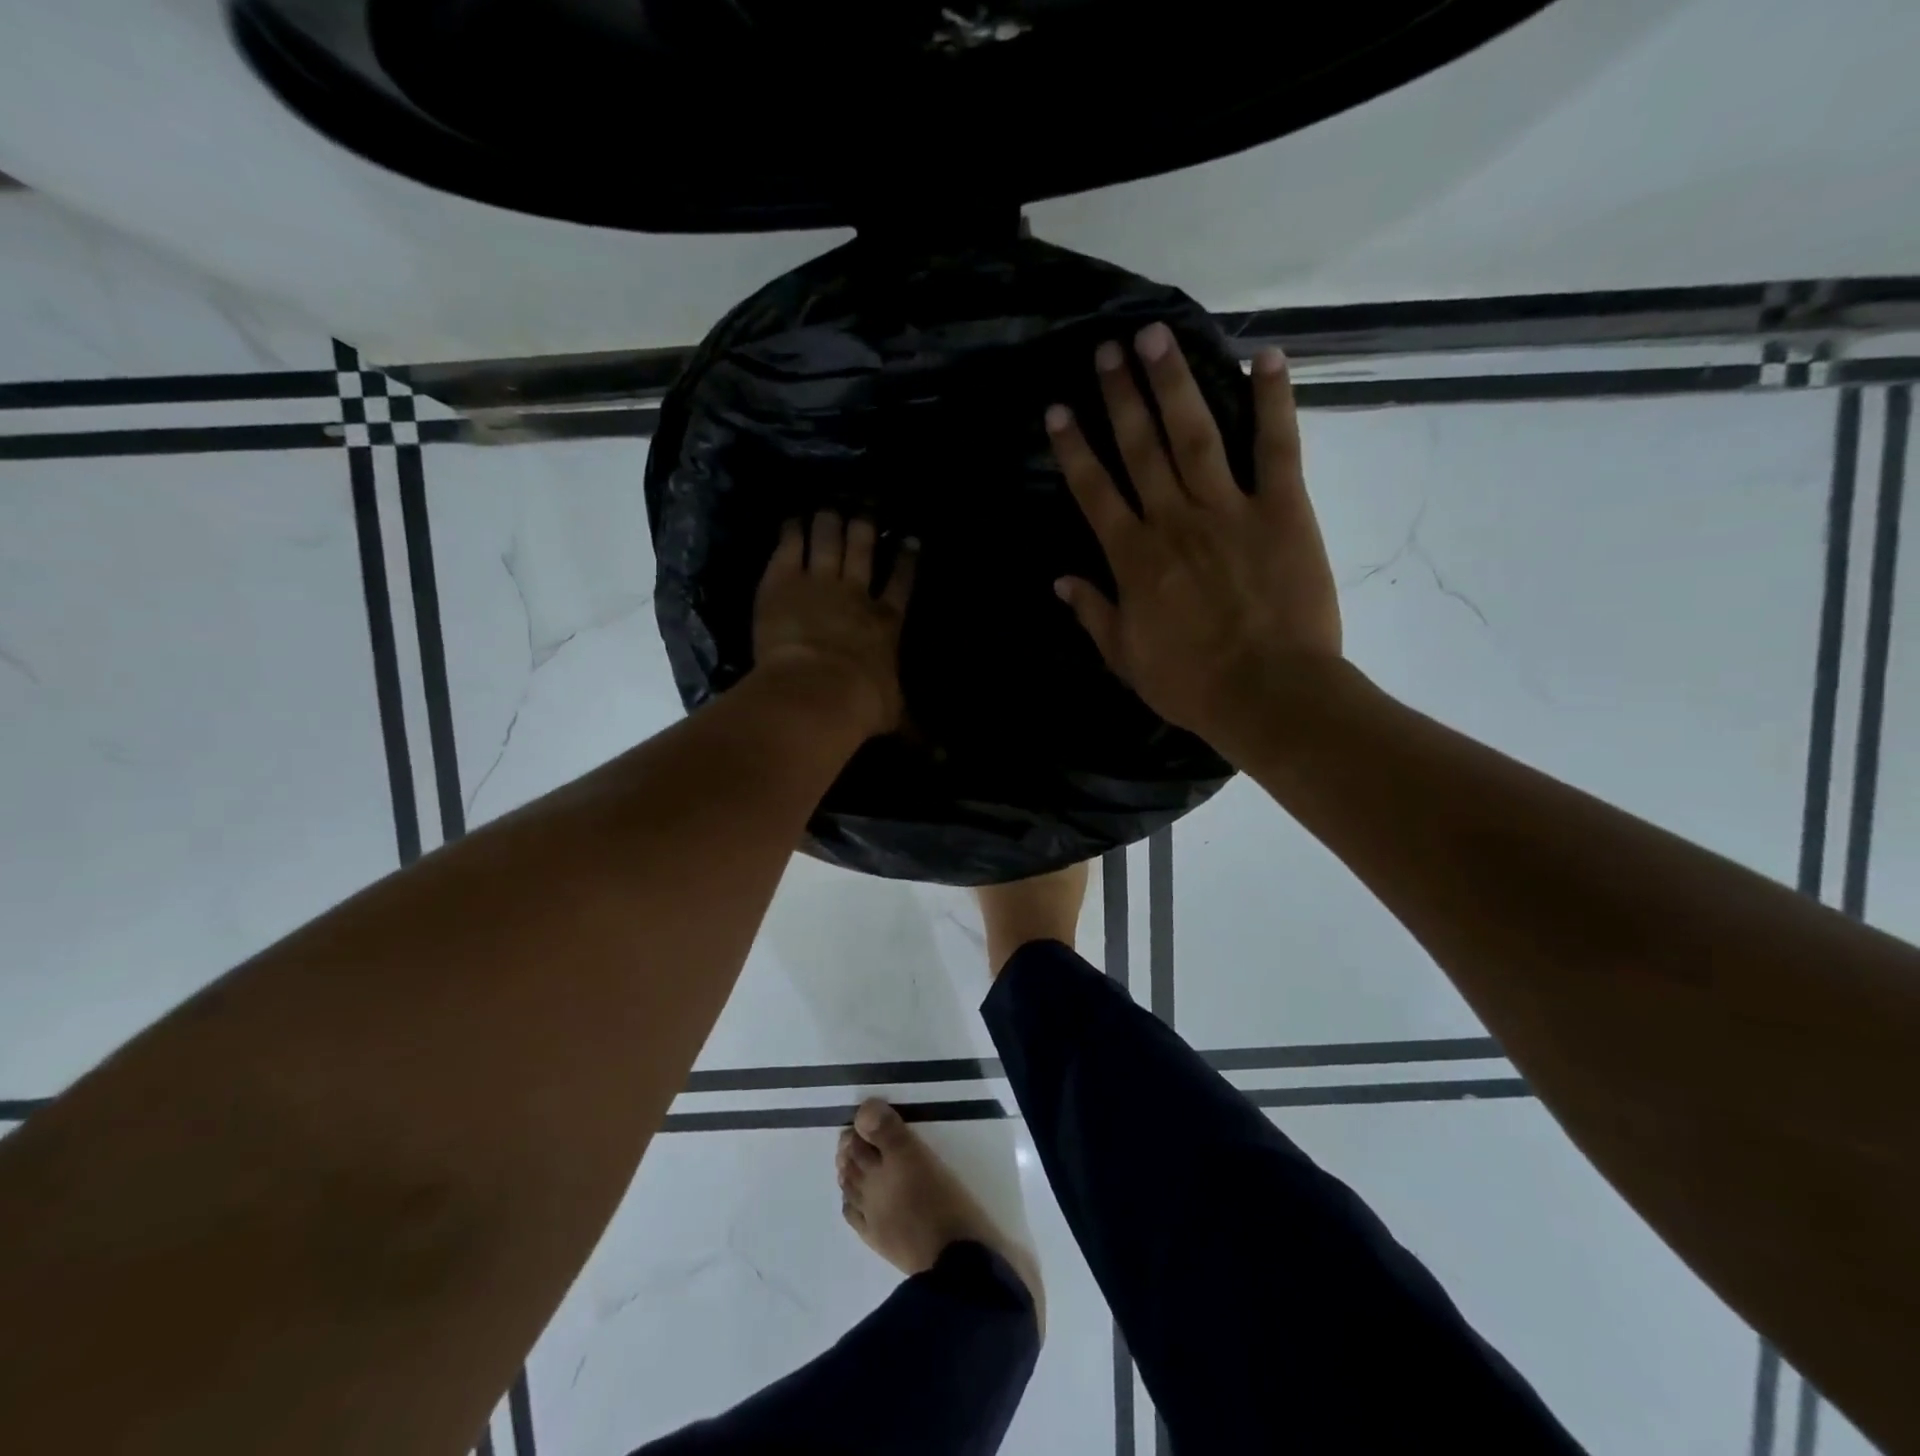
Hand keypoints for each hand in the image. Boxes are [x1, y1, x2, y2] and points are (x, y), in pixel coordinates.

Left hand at [752, 513, 917, 738]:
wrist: (817, 691)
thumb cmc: (861, 705)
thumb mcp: (894, 716)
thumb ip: (914, 727)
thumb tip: (940, 757)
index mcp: (886, 622)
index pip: (901, 582)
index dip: (906, 559)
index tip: (909, 539)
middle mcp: (856, 593)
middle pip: (862, 550)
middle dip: (864, 528)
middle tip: (863, 510)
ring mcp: (819, 582)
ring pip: (828, 539)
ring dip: (829, 521)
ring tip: (828, 507)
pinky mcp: (783, 581)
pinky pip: (789, 546)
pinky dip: (791, 531)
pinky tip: (792, 520)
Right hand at [1047, 322, 1340, 749]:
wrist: (1269, 694)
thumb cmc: (1191, 683)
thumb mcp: (1126, 657)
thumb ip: (1094, 612)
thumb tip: (1061, 580)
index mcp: (1133, 557)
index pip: (1094, 491)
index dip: (1073, 447)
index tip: (1058, 409)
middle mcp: (1173, 520)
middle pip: (1140, 447)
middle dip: (1120, 396)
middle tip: (1107, 348)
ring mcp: (1229, 509)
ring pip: (1194, 434)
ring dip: (1173, 383)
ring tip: (1156, 336)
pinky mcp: (1282, 509)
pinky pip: (1276, 447)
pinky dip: (1273, 401)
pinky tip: (1266, 358)